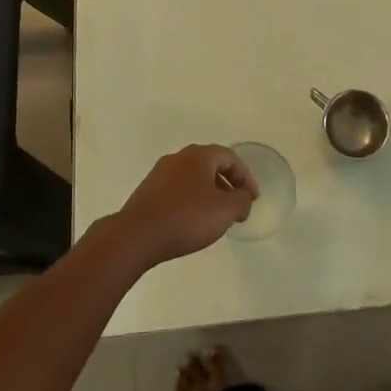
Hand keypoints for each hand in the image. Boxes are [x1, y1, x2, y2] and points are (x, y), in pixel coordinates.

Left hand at [109, 145, 256, 269]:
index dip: (245, 177)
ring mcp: (160, 173)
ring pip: (193, 178)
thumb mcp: (224, 211)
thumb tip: (244, 197)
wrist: (137, 235)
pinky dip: (191, 200)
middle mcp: (179, 157)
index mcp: (199, 155)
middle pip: (211, 165)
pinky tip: (192, 222)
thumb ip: (241, 200)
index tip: (253, 198)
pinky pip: (178, 190)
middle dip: (227, 185)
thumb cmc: (186, 218)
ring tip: (216, 217)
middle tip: (237, 207)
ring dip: (209, 193)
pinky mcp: (148, 191)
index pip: (230, 157)